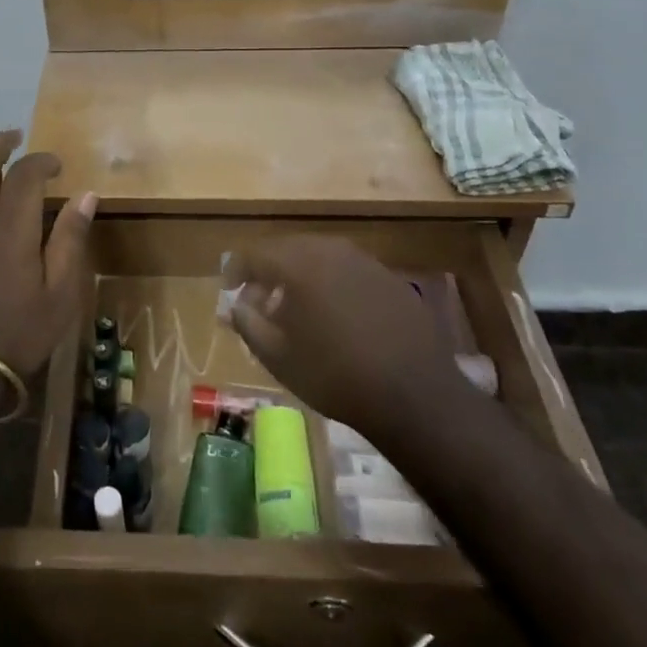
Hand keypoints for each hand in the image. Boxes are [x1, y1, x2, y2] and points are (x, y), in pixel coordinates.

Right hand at [223, 238, 459, 439]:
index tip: (232, 293)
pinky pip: (349, 272)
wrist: (415, 396)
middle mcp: (330, 250)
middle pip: (287, 250)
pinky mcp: (391, 279)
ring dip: (302, 277)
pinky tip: (338, 318)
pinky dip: (333, 286)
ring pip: (320, 258)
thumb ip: (248, 323)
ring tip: (298, 310)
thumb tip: (237, 304)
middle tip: (262, 303)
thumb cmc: (334, 375)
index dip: (237, 271)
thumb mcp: (277, 357)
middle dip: (269, 272)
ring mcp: (365, 261)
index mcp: (298, 263)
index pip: (254, 253)